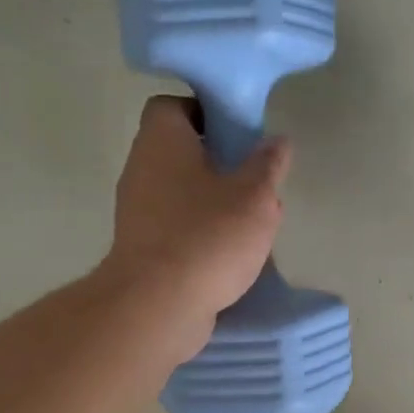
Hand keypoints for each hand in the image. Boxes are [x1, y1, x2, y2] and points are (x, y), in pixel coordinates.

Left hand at [101, 96, 291, 357]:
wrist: (158, 306)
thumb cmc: (208, 236)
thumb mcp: (255, 196)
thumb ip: (267, 165)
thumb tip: (276, 142)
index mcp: (162, 141)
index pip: (173, 106)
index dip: (206, 112)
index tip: (239, 133)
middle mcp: (141, 169)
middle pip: (181, 152)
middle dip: (220, 164)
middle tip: (255, 182)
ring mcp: (137, 211)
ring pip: (181, 193)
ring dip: (215, 202)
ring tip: (252, 223)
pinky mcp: (142, 248)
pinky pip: (176, 227)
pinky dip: (201, 233)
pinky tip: (231, 254)